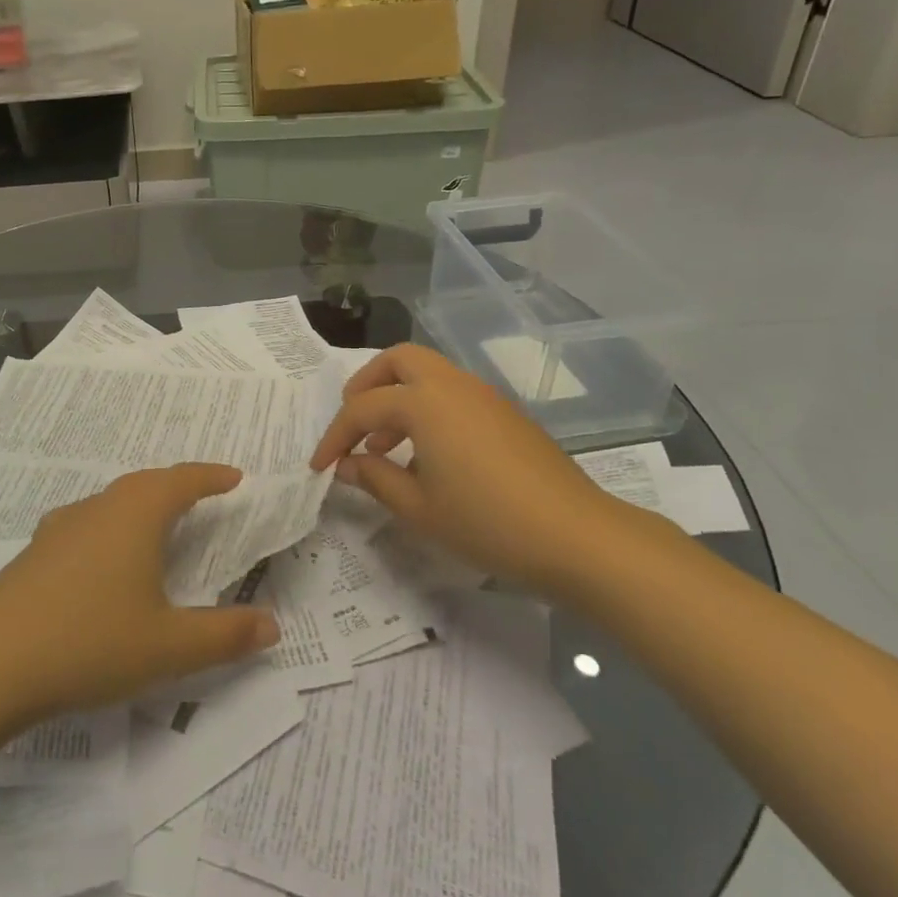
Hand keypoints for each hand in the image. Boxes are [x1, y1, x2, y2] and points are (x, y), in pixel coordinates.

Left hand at [0, 464, 280, 724]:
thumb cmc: (89, 641)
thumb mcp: (168, 646)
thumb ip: (224, 635)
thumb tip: (272, 623)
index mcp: (136, 514)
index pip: (182, 480)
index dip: (211, 477)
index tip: (235, 477)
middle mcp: (99, 508)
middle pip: (145, 484)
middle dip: (177, 487)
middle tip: (203, 497)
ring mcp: (60, 528)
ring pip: (112, 502)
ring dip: (141, 506)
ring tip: (158, 526)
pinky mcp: (35, 554)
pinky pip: (87, 525)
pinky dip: (111, 529)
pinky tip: (104, 560)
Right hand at [310, 344, 631, 592]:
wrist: (577, 536)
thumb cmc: (487, 522)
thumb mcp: (418, 508)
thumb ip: (374, 478)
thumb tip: (346, 465)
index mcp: (423, 402)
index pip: (362, 408)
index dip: (335, 436)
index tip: (320, 466)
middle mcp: (451, 385)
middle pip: (398, 360)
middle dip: (367, 384)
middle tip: (354, 422)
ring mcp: (483, 396)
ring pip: (428, 374)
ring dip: (398, 397)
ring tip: (385, 447)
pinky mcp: (504, 413)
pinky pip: (452, 393)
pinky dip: (427, 408)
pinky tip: (427, 456)